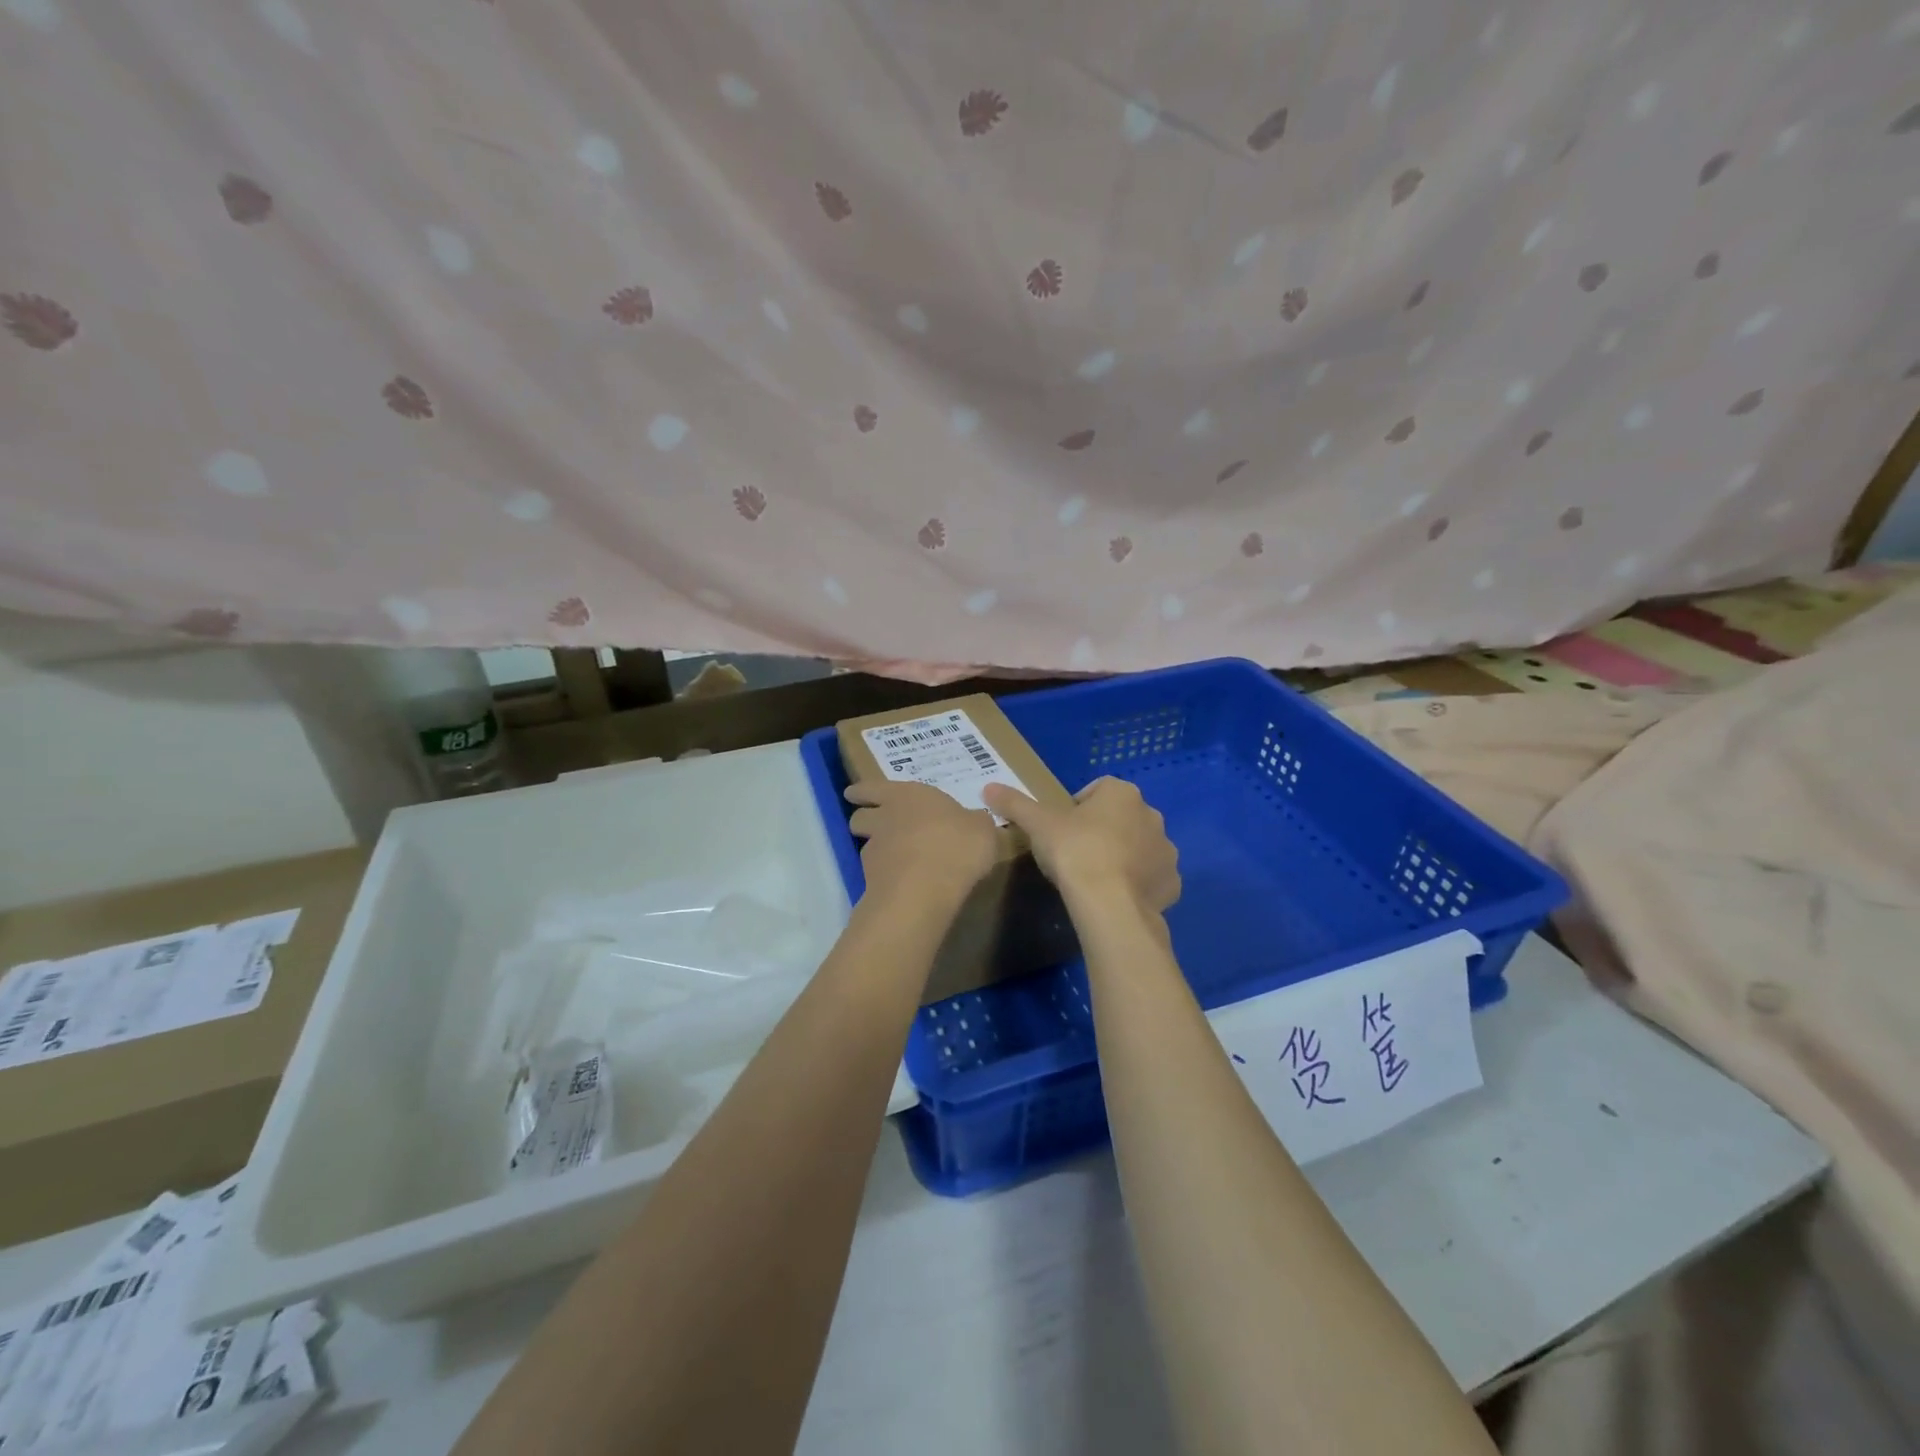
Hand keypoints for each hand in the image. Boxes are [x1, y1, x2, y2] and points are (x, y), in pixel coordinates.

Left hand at [844, 779, 1000, 903]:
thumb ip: (974, 822)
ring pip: (865, 845)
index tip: (854, 794)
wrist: (925, 889)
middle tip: (872, 823)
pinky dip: (885, 876)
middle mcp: (885, 818)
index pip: (872, 787)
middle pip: (859, 816)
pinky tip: (903, 883)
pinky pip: (876, 874)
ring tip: (891, 857)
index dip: (863, 791)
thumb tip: (973, 820)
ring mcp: (875, 851)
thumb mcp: (982, 828)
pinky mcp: (872, 881)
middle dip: (863, 818)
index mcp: (908, 795)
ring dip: (874, 848)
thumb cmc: (957, 845)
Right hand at [982, 776, 1179, 911]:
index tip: (1060, 831)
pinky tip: (1115, 897)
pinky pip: (1152, 878)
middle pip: (1121, 818)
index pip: (1096, 791)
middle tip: (1075, 854)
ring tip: (1095, 878)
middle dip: (1102, 831)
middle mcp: (1151, 815)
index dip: (1076, 809)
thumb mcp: (1037, 824)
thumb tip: (988, 787)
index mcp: (1121, 793)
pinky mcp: (1171, 883)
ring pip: (1139, 847)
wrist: (1109, 904)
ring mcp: (1166, 850)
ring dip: (1122, 857)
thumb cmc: (1074, 852)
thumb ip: (1015, 803)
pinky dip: (1137, 885)